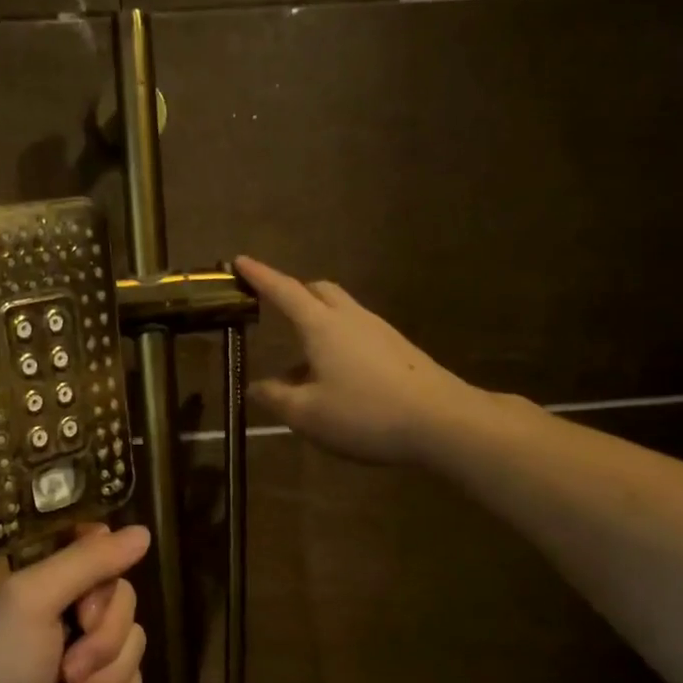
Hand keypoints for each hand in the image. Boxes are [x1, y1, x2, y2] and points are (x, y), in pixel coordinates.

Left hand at [0, 523, 151, 682]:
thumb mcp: (30, 601)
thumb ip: (86, 562)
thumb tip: (143, 533)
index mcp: (35, 571)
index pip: (92, 542)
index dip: (104, 568)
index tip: (87, 597)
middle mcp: (59, 602)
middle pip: (122, 596)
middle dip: (103, 639)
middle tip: (69, 665)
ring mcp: (77, 647)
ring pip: (132, 641)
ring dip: (106, 678)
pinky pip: (133, 680)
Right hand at [235, 256, 474, 466]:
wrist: (442, 421)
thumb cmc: (365, 414)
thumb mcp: (307, 414)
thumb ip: (276, 398)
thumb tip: (256, 387)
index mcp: (322, 326)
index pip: (284, 291)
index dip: (260, 276)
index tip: (240, 261)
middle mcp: (351, 318)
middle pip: (319, 291)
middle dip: (294, 294)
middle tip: (275, 311)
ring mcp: (379, 331)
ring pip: (340, 314)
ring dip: (316, 326)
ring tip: (300, 367)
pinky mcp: (399, 350)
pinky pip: (358, 334)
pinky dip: (337, 344)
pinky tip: (335, 380)